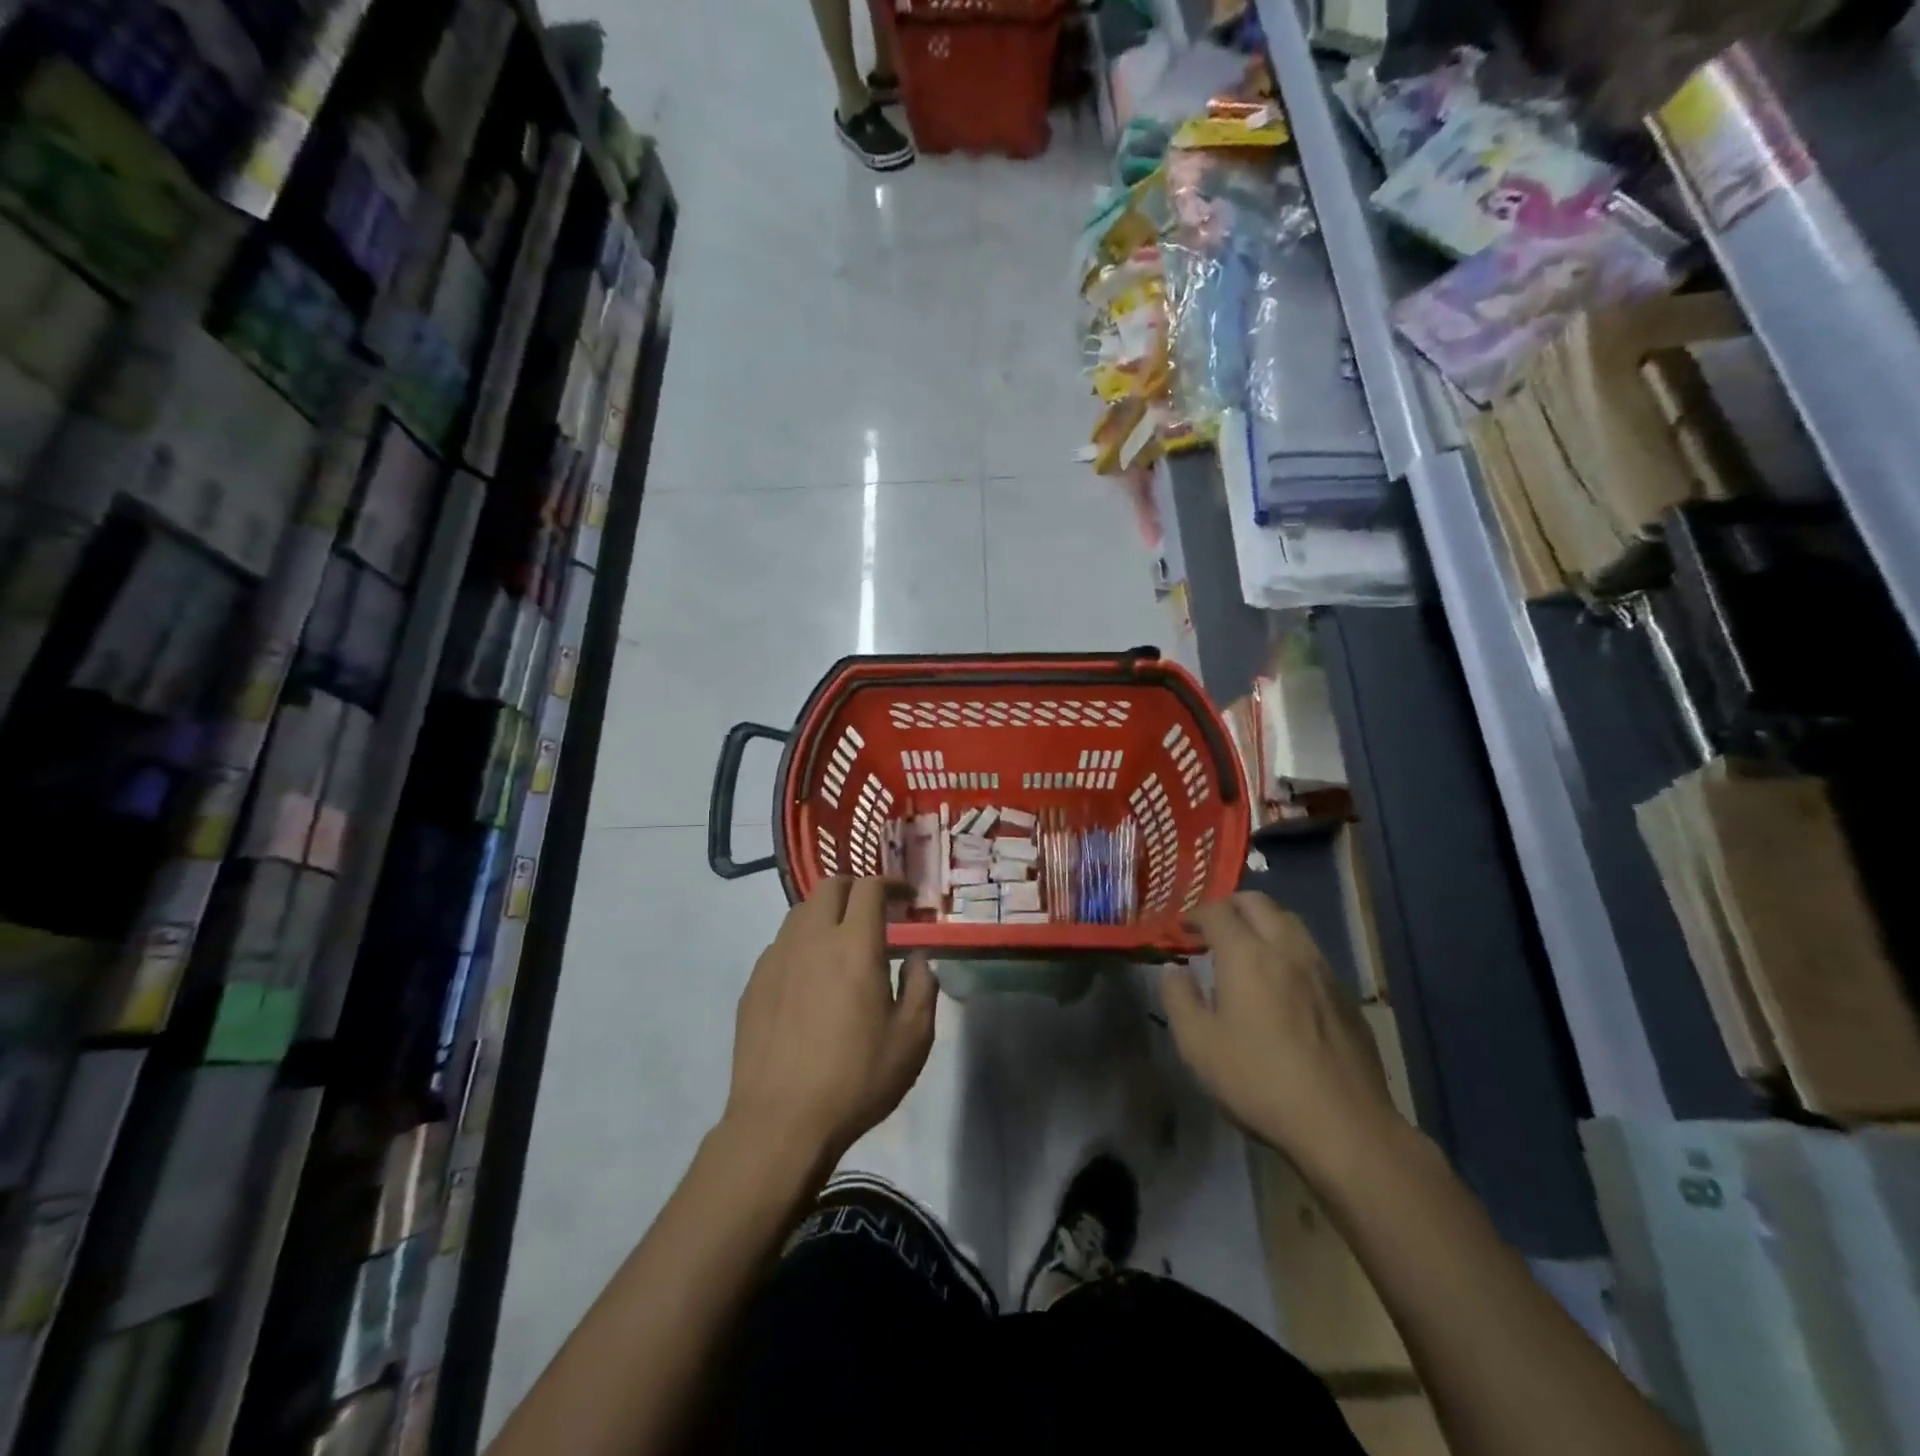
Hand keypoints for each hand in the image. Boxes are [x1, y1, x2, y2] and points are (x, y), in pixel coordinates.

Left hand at [724, 876, 937, 1165]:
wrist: (780, 1122)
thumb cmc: (856, 1079)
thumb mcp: (912, 1038)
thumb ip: (922, 987)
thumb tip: (918, 958)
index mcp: (854, 945)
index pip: (869, 888)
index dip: (890, 883)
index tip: (906, 896)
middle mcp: (811, 939)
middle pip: (830, 887)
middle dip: (856, 887)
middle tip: (874, 909)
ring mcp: (776, 959)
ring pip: (800, 912)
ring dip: (826, 912)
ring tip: (841, 940)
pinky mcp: (754, 983)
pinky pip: (781, 944)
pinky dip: (802, 943)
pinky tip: (810, 976)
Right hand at [1161, 892, 1399, 1181]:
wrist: (1343, 1125)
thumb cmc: (1259, 1081)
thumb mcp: (1198, 1046)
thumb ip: (1179, 999)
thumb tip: (1175, 971)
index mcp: (1247, 955)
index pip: (1217, 911)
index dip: (1195, 914)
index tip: (1182, 930)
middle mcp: (1287, 949)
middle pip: (1258, 903)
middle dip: (1230, 907)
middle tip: (1212, 929)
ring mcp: (1322, 970)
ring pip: (1290, 923)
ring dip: (1263, 923)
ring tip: (1246, 950)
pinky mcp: (1345, 996)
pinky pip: (1311, 953)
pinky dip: (1287, 951)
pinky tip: (1281, 984)